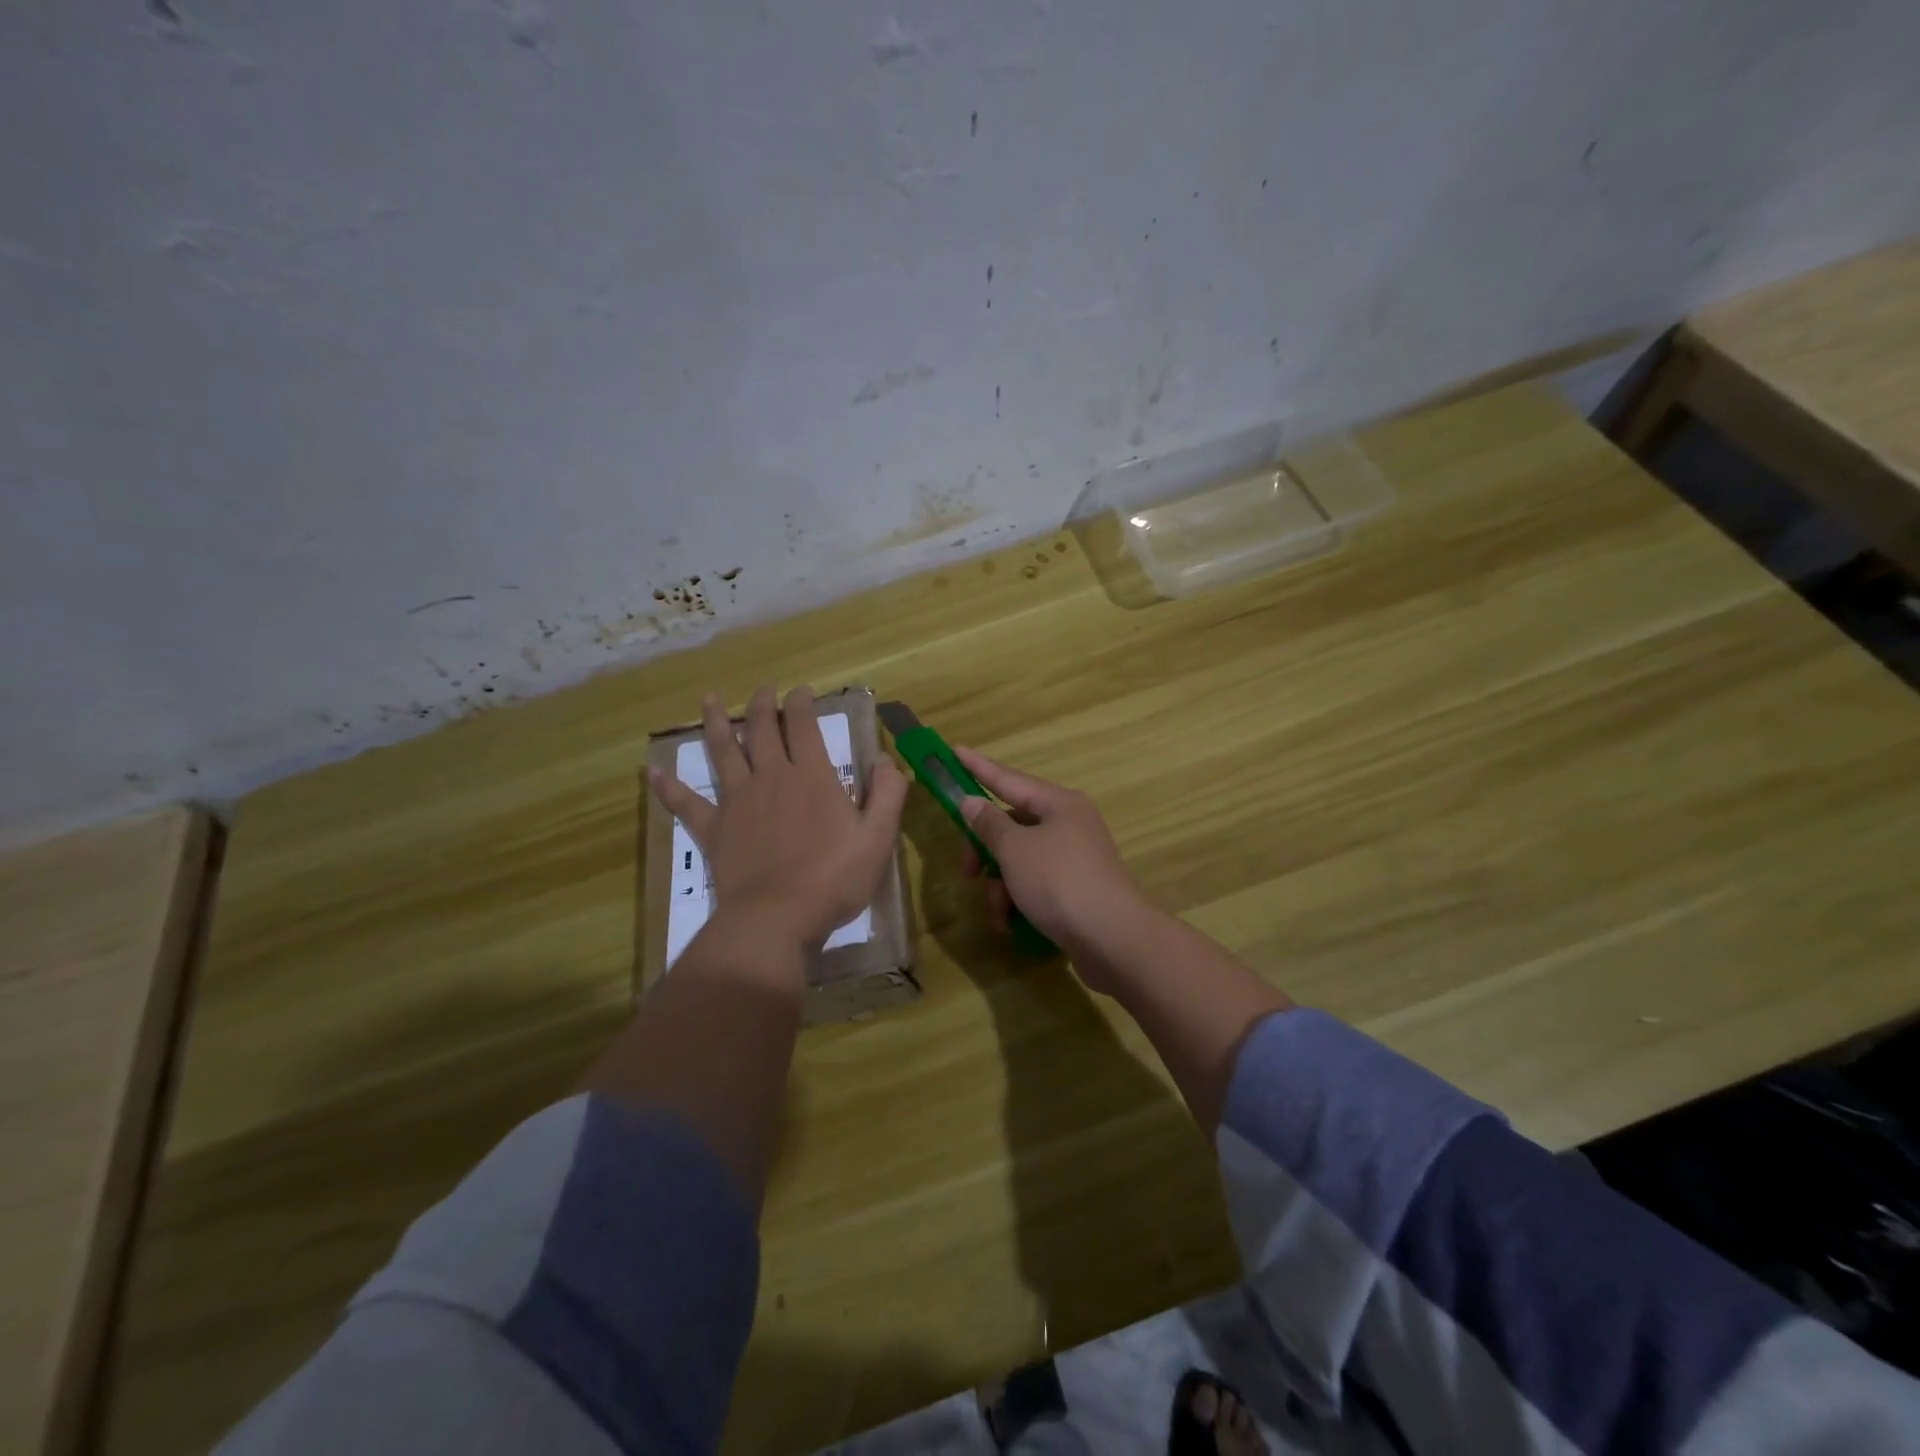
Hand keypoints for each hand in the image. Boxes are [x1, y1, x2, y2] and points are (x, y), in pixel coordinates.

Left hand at [650, 685, 908, 956]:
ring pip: (723, 752)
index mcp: (811, 776)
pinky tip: (652, 771)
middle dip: (764, 704)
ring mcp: (737, 801)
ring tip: (709, 699)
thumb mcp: (877, 838)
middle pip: (762, 730)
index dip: (802, 703)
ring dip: (716, 723)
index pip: (804, 726)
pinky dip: (669, 786)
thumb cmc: (833, 879)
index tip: (802, 690)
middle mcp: (771, 777)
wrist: (777, 918)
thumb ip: (887, 794)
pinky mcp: (713, 828)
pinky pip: (686, 803)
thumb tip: (887, 760)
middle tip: (764, 689)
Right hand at [953, 746, 1152, 991]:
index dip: (978, 768)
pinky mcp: (1076, 890)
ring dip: (1001, 885)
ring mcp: (1074, 858)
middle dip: (985, 850)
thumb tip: (972, 802)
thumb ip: (988, 824)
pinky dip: (1019, 901)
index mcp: (1058, 804)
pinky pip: (1035, 885)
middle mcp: (1069, 824)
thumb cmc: (1059, 882)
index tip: (954, 751)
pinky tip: (1011, 924)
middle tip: (966, 871)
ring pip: (1020, 860)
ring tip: (998, 912)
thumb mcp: (1015, 849)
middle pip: (1012, 826)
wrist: (1113, 939)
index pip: (1008, 779)